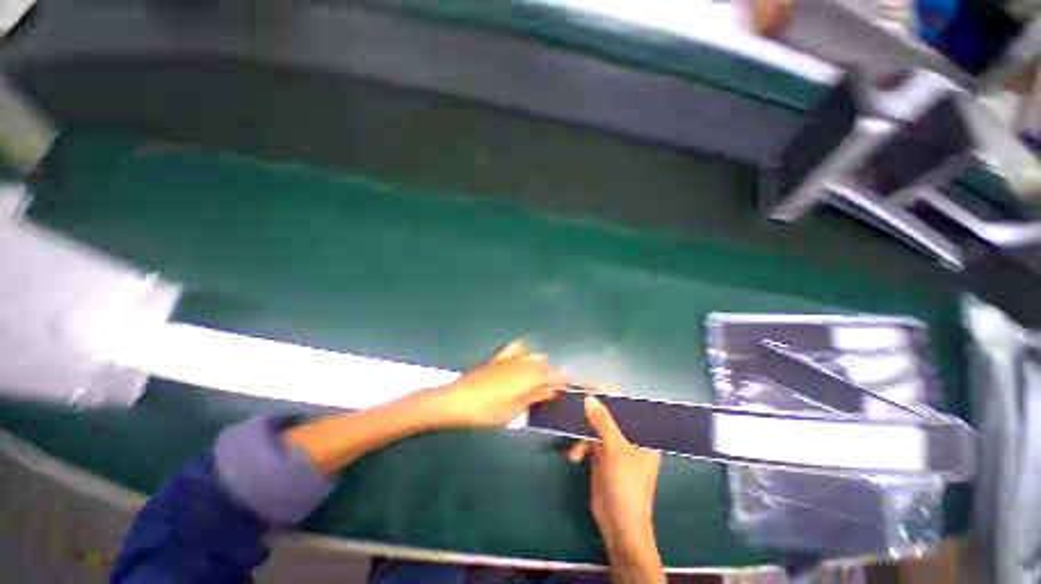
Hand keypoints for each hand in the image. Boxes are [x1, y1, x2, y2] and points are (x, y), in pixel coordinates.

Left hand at [428, 340, 565, 426]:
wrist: (457, 400)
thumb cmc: (487, 411)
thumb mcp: (513, 410)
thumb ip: (534, 397)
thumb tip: (551, 390)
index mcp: (528, 378)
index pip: (552, 374)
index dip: (562, 378)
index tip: (568, 382)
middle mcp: (522, 363)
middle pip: (544, 363)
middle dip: (549, 373)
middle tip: (547, 389)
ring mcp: (509, 358)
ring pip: (532, 355)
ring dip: (538, 364)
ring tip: (534, 379)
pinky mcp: (498, 358)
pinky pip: (516, 348)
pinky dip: (523, 351)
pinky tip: (521, 360)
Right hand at [568, 395, 661, 568]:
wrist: (619, 525)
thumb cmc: (626, 485)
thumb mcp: (615, 450)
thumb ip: (603, 422)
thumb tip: (589, 397)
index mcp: (642, 433)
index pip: (625, 405)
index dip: (607, 394)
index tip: (587, 387)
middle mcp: (629, 436)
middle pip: (608, 414)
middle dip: (590, 411)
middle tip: (573, 402)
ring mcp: (614, 446)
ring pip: (596, 427)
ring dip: (583, 433)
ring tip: (575, 442)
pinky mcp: (602, 456)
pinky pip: (588, 442)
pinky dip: (580, 446)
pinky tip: (574, 457)